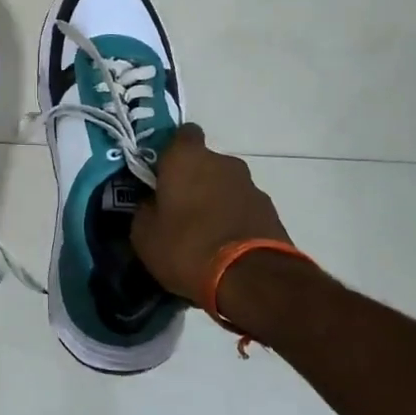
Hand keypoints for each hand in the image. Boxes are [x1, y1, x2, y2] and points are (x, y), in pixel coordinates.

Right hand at [131, 124, 290, 303]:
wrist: (252, 279)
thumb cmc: (187, 247)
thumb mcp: (144, 234)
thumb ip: (145, 209)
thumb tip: (151, 204)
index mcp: (186, 158)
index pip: (182, 134)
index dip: (171, 151)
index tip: (161, 172)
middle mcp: (222, 162)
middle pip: (204, 162)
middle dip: (194, 180)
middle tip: (179, 209)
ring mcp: (251, 185)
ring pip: (225, 186)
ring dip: (216, 201)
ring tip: (204, 234)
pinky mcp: (271, 211)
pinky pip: (243, 208)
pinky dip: (234, 220)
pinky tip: (225, 246)